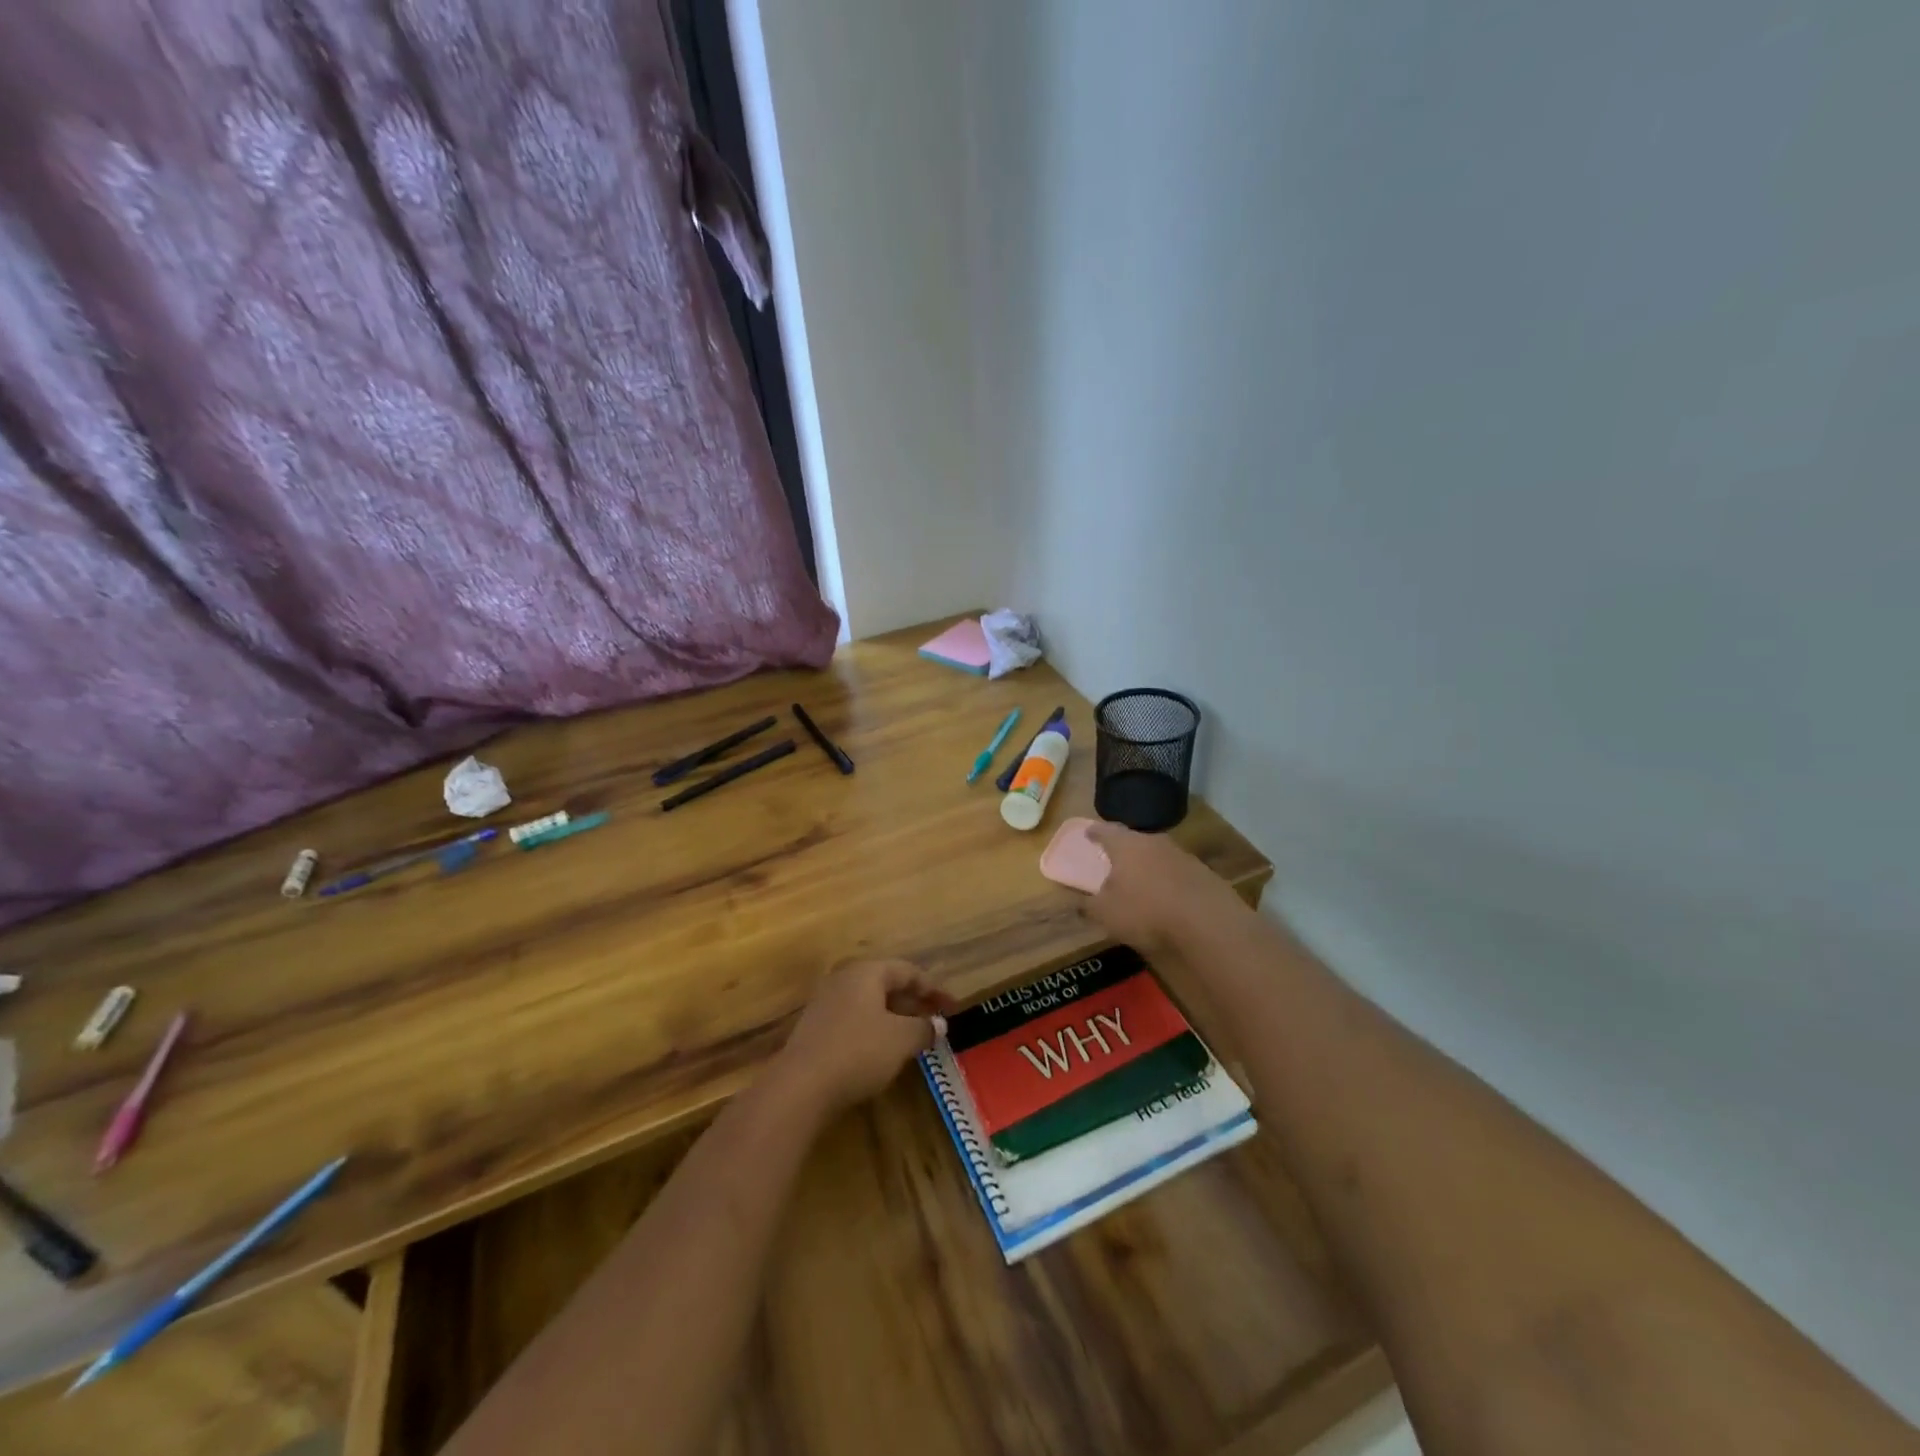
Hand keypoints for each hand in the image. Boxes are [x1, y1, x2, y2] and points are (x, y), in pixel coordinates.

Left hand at [772, 960, 955, 1117]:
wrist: (800, 1086)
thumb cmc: (858, 1052)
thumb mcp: (900, 1040)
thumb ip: (923, 1028)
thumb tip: (938, 1024)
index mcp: (866, 972)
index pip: (908, 971)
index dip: (934, 989)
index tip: (953, 1007)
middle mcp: (844, 980)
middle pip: (886, 984)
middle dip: (914, 1003)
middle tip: (936, 1023)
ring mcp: (825, 1004)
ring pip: (869, 1004)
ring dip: (895, 1018)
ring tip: (914, 1039)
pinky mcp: (815, 1029)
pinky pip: (854, 1020)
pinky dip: (875, 1030)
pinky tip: (883, 1053)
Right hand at [1082, 822, 1245, 950]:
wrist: (1208, 923)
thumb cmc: (1145, 912)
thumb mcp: (1105, 914)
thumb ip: (1088, 905)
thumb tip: (1078, 901)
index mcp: (1126, 845)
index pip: (1106, 831)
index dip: (1095, 832)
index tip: (1088, 833)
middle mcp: (1154, 842)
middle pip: (1134, 841)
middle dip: (1124, 850)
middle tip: (1114, 860)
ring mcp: (1182, 856)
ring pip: (1158, 856)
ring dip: (1148, 866)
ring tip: (1141, 882)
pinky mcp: (1204, 874)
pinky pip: (1177, 873)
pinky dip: (1168, 881)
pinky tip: (1167, 898)